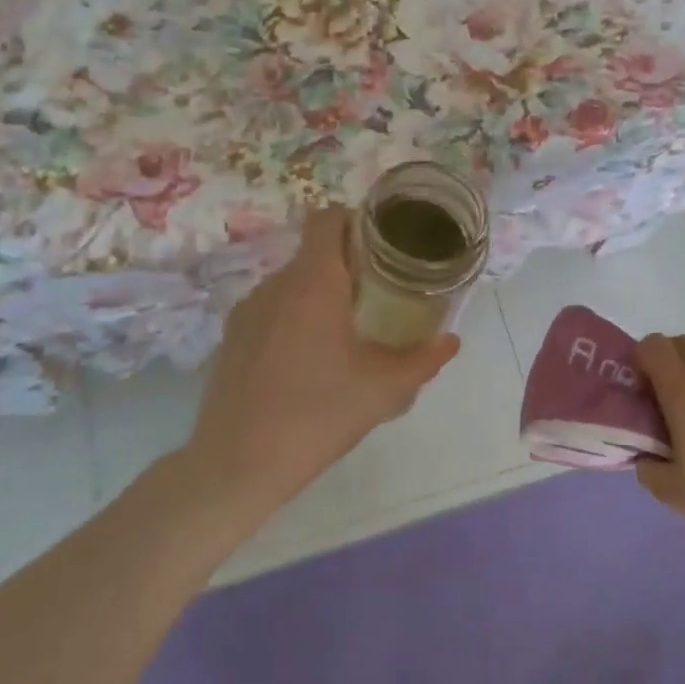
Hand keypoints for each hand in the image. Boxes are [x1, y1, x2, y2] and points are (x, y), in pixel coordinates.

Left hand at [184, 207, 460, 521]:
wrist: (236, 465)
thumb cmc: (318, 415)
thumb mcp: (384, 390)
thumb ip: (424, 360)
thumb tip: (452, 341)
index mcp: (314, 283)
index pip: (329, 218)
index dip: (357, 221)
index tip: (383, 247)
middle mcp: (277, 284)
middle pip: (314, 251)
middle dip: (347, 265)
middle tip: (378, 295)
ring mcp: (248, 310)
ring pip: (292, 282)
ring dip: (320, 293)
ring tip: (345, 331)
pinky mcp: (232, 337)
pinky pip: (272, 308)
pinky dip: (294, 316)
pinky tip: (307, 360)